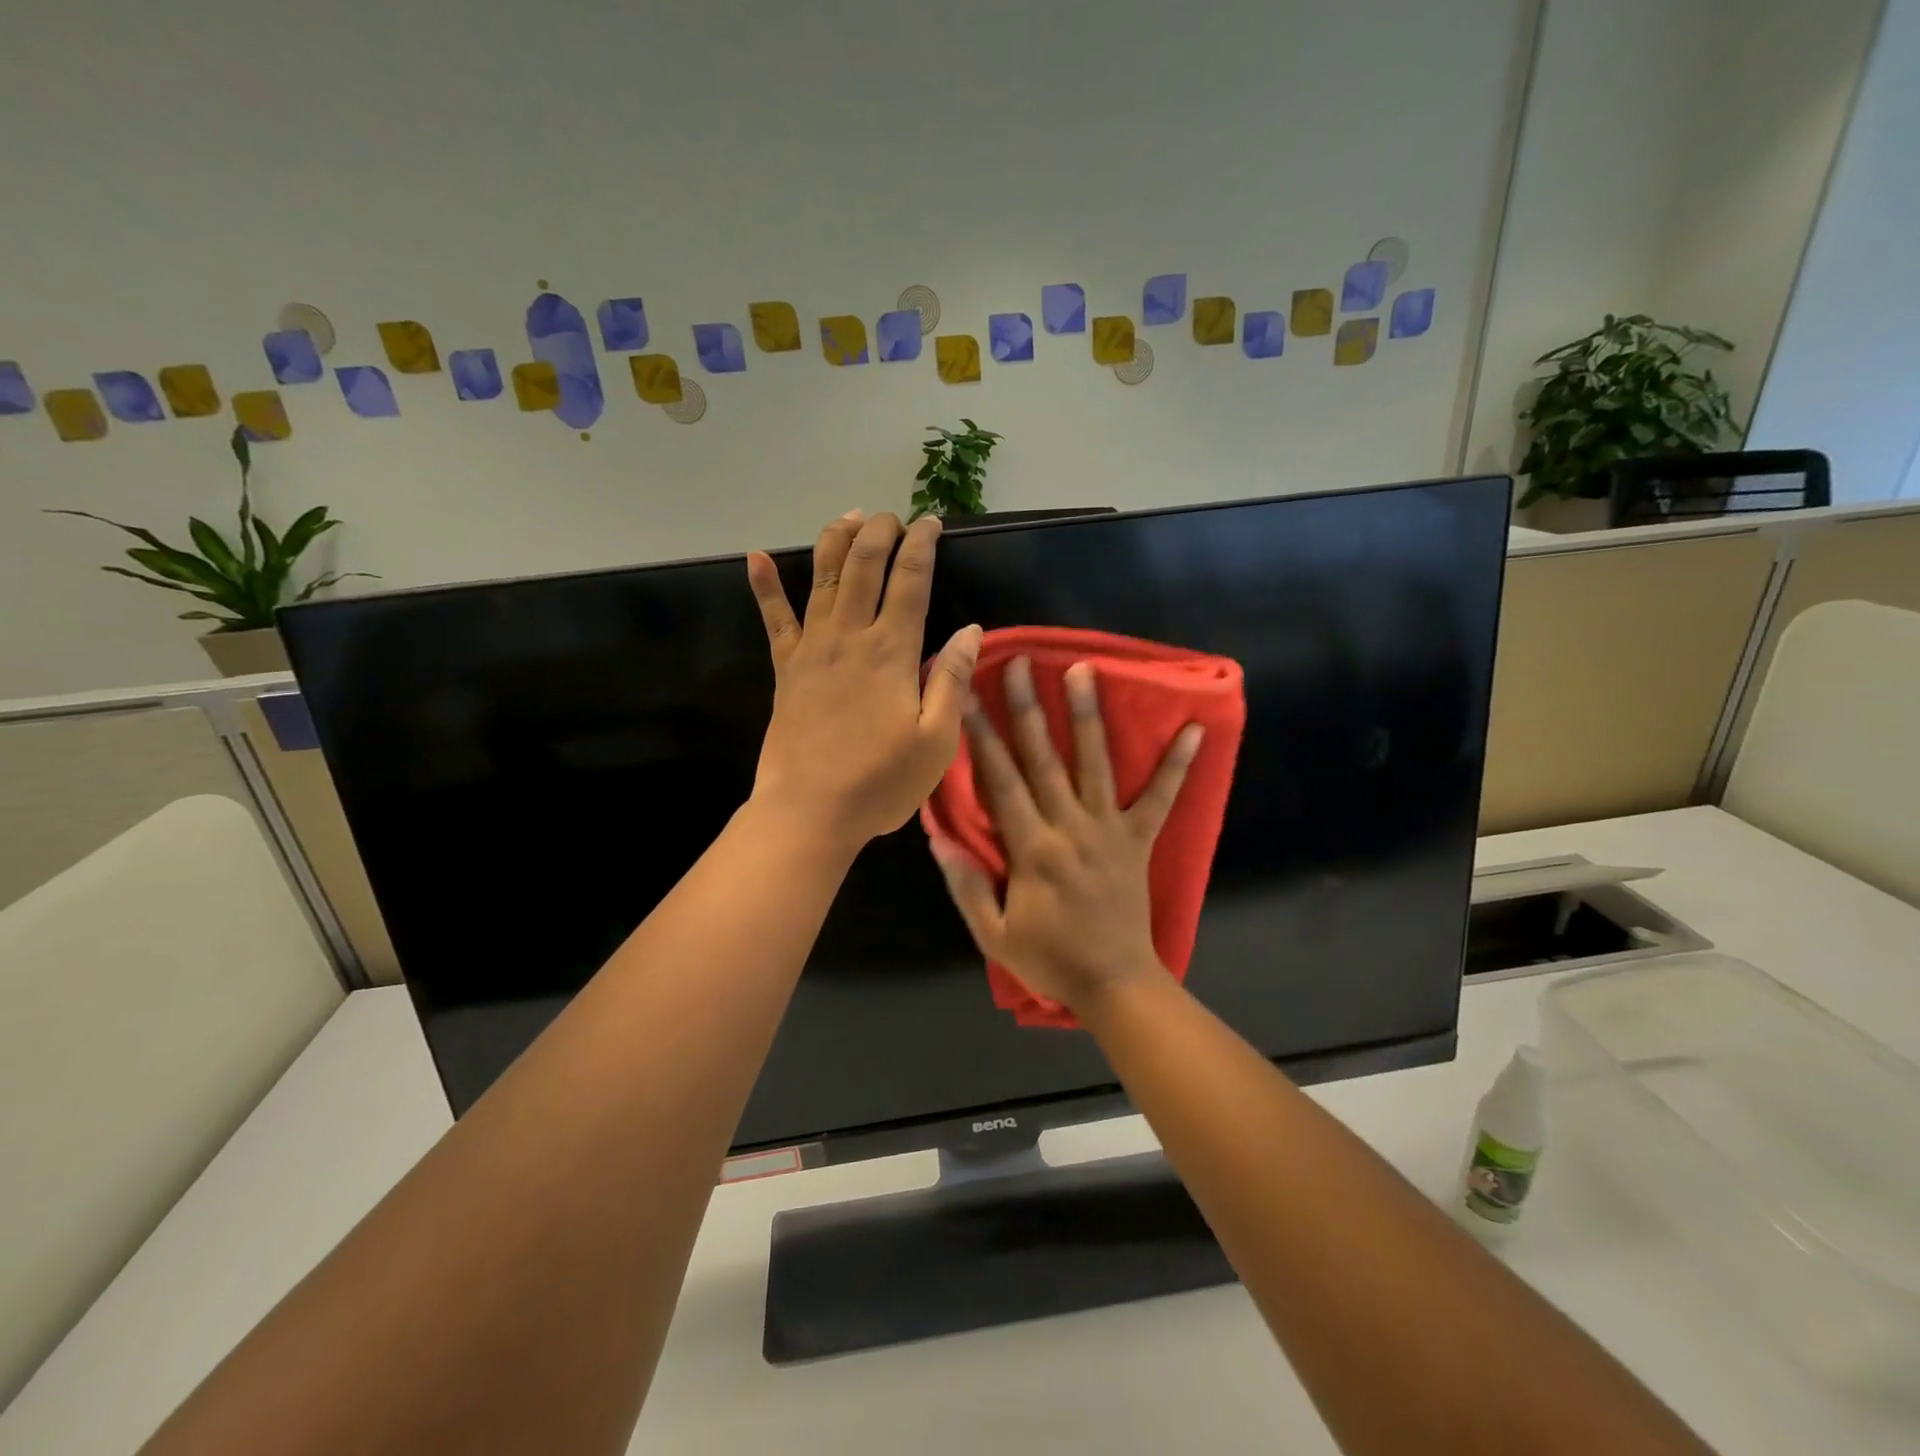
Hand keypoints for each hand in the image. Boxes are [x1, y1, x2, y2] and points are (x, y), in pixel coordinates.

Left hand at [747, 510, 981, 854]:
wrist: (809, 811)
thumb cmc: (880, 782)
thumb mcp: (936, 741)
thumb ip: (952, 680)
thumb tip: (972, 631)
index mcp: (892, 651)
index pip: (910, 580)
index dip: (922, 545)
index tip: (931, 523)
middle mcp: (849, 636)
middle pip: (863, 565)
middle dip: (880, 532)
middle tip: (893, 517)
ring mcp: (811, 649)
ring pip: (821, 578)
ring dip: (835, 540)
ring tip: (849, 517)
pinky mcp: (785, 668)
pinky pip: (773, 618)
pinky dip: (764, 585)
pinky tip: (756, 556)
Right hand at [932, 656, 1202, 1011]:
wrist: (1115, 985)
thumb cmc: (1050, 960)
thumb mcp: (993, 934)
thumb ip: (966, 886)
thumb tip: (939, 841)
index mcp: (1032, 849)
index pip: (1000, 782)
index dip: (980, 736)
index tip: (966, 695)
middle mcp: (1070, 828)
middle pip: (1043, 760)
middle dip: (1027, 709)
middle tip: (1020, 663)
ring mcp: (1109, 830)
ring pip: (1096, 764)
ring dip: (1089, 716)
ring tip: (1084, 669)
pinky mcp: (1139, 840)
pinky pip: (1162, 798)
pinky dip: (1178, 765)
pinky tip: (1197, 730)